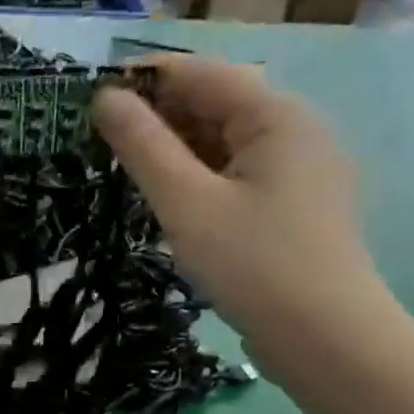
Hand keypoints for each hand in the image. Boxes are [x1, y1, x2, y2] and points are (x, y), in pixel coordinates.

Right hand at [92, 54, 385, 349]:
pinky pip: (234, 171)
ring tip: (122, 169)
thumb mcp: (185, 201)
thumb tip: (104, 97)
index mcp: (276, 115)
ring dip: (172, 148)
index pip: (199, 73)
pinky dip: (196, 175)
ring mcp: (296, 168)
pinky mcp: (290, 204)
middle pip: (213, 103)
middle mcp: (293, 129)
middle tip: (96, 141)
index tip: (87, 100)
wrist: (326, 341)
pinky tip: (165, 196)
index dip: (141, 79)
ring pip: (221, 140)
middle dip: (155, 116)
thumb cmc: (252, 264)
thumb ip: (142, 145)